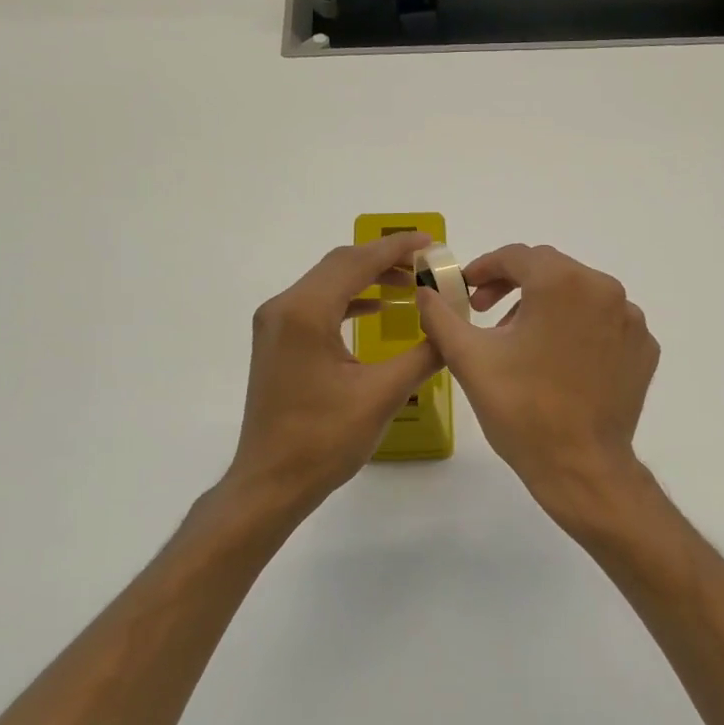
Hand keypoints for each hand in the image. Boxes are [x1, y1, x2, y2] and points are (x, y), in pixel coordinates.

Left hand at [225, 234, 439, 521]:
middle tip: (427, 265)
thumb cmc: (324, 440)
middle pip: (339, 265)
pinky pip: (317, 305)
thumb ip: (424, 354)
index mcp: (306, 313)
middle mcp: (284, 307)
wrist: (271, 482)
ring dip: (368, 279)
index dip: (396, 249)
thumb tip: (452, 328)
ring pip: (327, 283)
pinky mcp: (278, 342)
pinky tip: (377, 310)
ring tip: (410, 285)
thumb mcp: (383, 395)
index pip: (356, 262)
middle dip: (384, 260)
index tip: (432, 242)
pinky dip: (349, 300)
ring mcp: (275, 324)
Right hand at [416, 244, 659, 529]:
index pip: (517, 256)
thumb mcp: (469, 359)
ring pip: (580, 294)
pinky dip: (580, 329)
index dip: (485, 268)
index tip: (467, 291)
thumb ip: (441, 316)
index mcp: (563, 283)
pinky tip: (560, 360)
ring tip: (522, 341)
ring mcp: (631, 320)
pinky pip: (605, 322)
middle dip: (514, 285)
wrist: (582, 467)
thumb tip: (426, 291)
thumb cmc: (522, 409)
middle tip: (486, 313)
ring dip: (547, 306)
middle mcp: (604, 289)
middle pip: (551, 270)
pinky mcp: (644, 348)